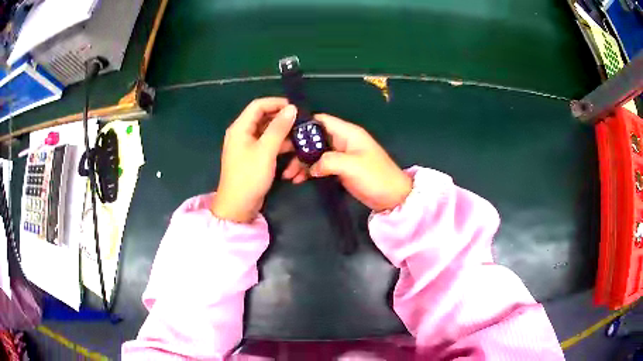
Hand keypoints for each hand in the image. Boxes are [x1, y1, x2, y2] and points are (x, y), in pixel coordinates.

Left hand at [212, 98, 296, 222]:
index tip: (296, 107)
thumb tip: (292, 108)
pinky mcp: (253, 157)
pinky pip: (267, 144)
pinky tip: (294, 148)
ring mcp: (247, 145)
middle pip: (263, 117)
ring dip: (282, 131)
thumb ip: (279, 128)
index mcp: (240, 127)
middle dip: (282, 118)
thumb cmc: (249, 176)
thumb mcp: (266, 150)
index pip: (258, 105)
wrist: (238, 206)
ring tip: (301, 134)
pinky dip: (279, 143)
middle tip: (301, 121)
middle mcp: (242, 133)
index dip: (276, 103)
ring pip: (267, 131)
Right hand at [282, 114, 411, 211]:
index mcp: (347, 133)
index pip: (321, 120)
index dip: (303, 124)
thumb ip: (328, 161)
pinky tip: (299, 179)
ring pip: (315, 153)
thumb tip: (312, 167)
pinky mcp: (340, 169)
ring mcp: (341, 155)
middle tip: (280, 157)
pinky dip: (309, 171)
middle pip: (314, 137)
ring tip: (288, 175)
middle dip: (298, 147)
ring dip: (301, 162)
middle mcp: (342, 141)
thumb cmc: (375, 177)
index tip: (283, 133)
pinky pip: (320, 165)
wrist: (392, 197)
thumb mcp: (351, 166)